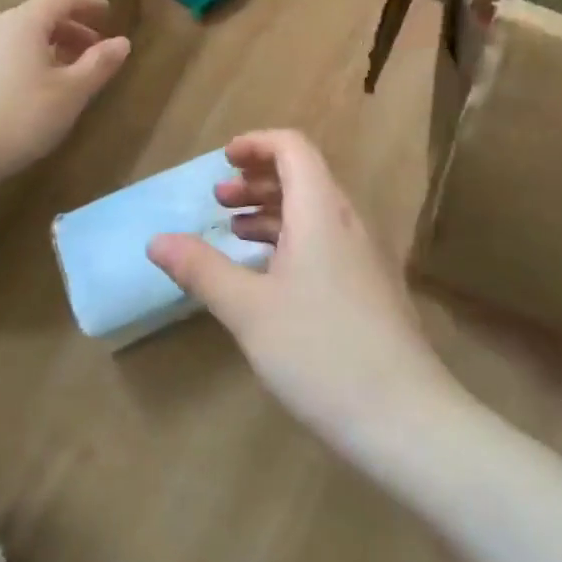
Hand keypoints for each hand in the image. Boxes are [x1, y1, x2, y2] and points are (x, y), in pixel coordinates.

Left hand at [0, 0, 130, 183]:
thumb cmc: (19, 116)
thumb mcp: (71, 92)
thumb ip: (99, 64)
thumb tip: (122, 42)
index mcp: (24, 22)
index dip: (87, 4)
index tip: (108, 14)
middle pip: (39, 17)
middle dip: (71, 30)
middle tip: (95, 50)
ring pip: (21, 38)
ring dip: (50, 48)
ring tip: (70, 75)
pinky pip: (5, 55)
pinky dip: (29, 62)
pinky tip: (38, 92)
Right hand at [148, 130, 461, 457]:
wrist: (406, 418)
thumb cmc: (320, 352)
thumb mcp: (249, 311)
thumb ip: (202, 270)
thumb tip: (156, 241)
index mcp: (321, 209)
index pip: (292, 147)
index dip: (256, 144)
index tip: (222, 161)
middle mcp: (346, 220)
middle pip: (303, 175)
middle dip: (257, 179)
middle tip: (218, 199)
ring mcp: (362, 254)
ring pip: (314, 210)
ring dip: (272, 210)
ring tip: (234, 232)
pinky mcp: (368, 285)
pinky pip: (325, 239)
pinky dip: (291, 239)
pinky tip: (268, 274)